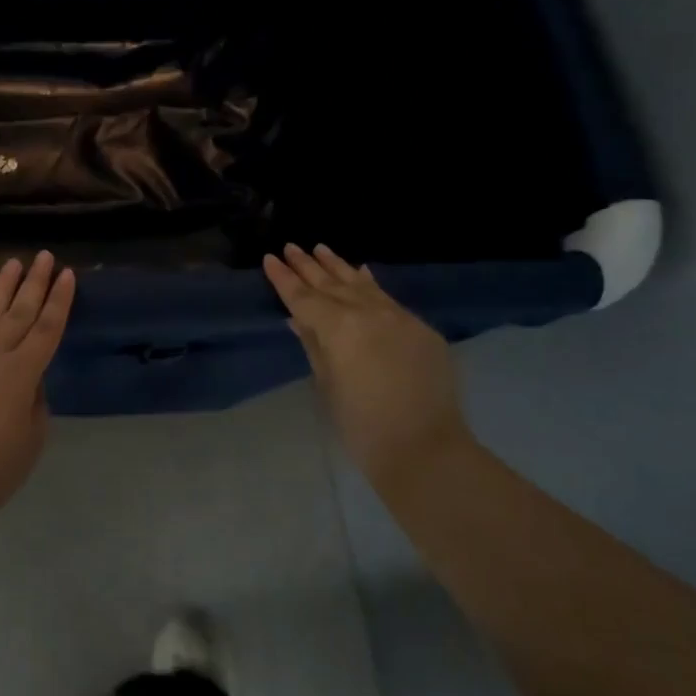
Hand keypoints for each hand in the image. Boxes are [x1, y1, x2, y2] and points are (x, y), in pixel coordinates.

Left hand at [0, 251, 75, 525]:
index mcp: (23, 373)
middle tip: (44, 256)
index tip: (68, 274)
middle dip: (35, 282)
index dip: (60, 301)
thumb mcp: (32, 439)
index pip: (48, 328)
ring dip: (2, 287)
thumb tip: (29, 381)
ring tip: (13, 263)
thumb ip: (35, 403)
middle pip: (19, 312)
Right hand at [263, 244, 472, 493]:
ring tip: (321, 248)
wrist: (425, 449)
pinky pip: (388, 298)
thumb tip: (299, 320)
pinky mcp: (421, 330)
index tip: (270, 258)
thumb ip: (314, 345)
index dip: (284, 278)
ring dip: (339, 267)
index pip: (303, 297)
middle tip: (291, 247)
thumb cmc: (361, 425)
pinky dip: (370, 284)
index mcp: (339, 326)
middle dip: (308, 266)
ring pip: (362, 284)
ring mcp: (399, 317)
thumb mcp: (327, 383)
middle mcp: (368, 312)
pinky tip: (362, 272)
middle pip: (331, 284)